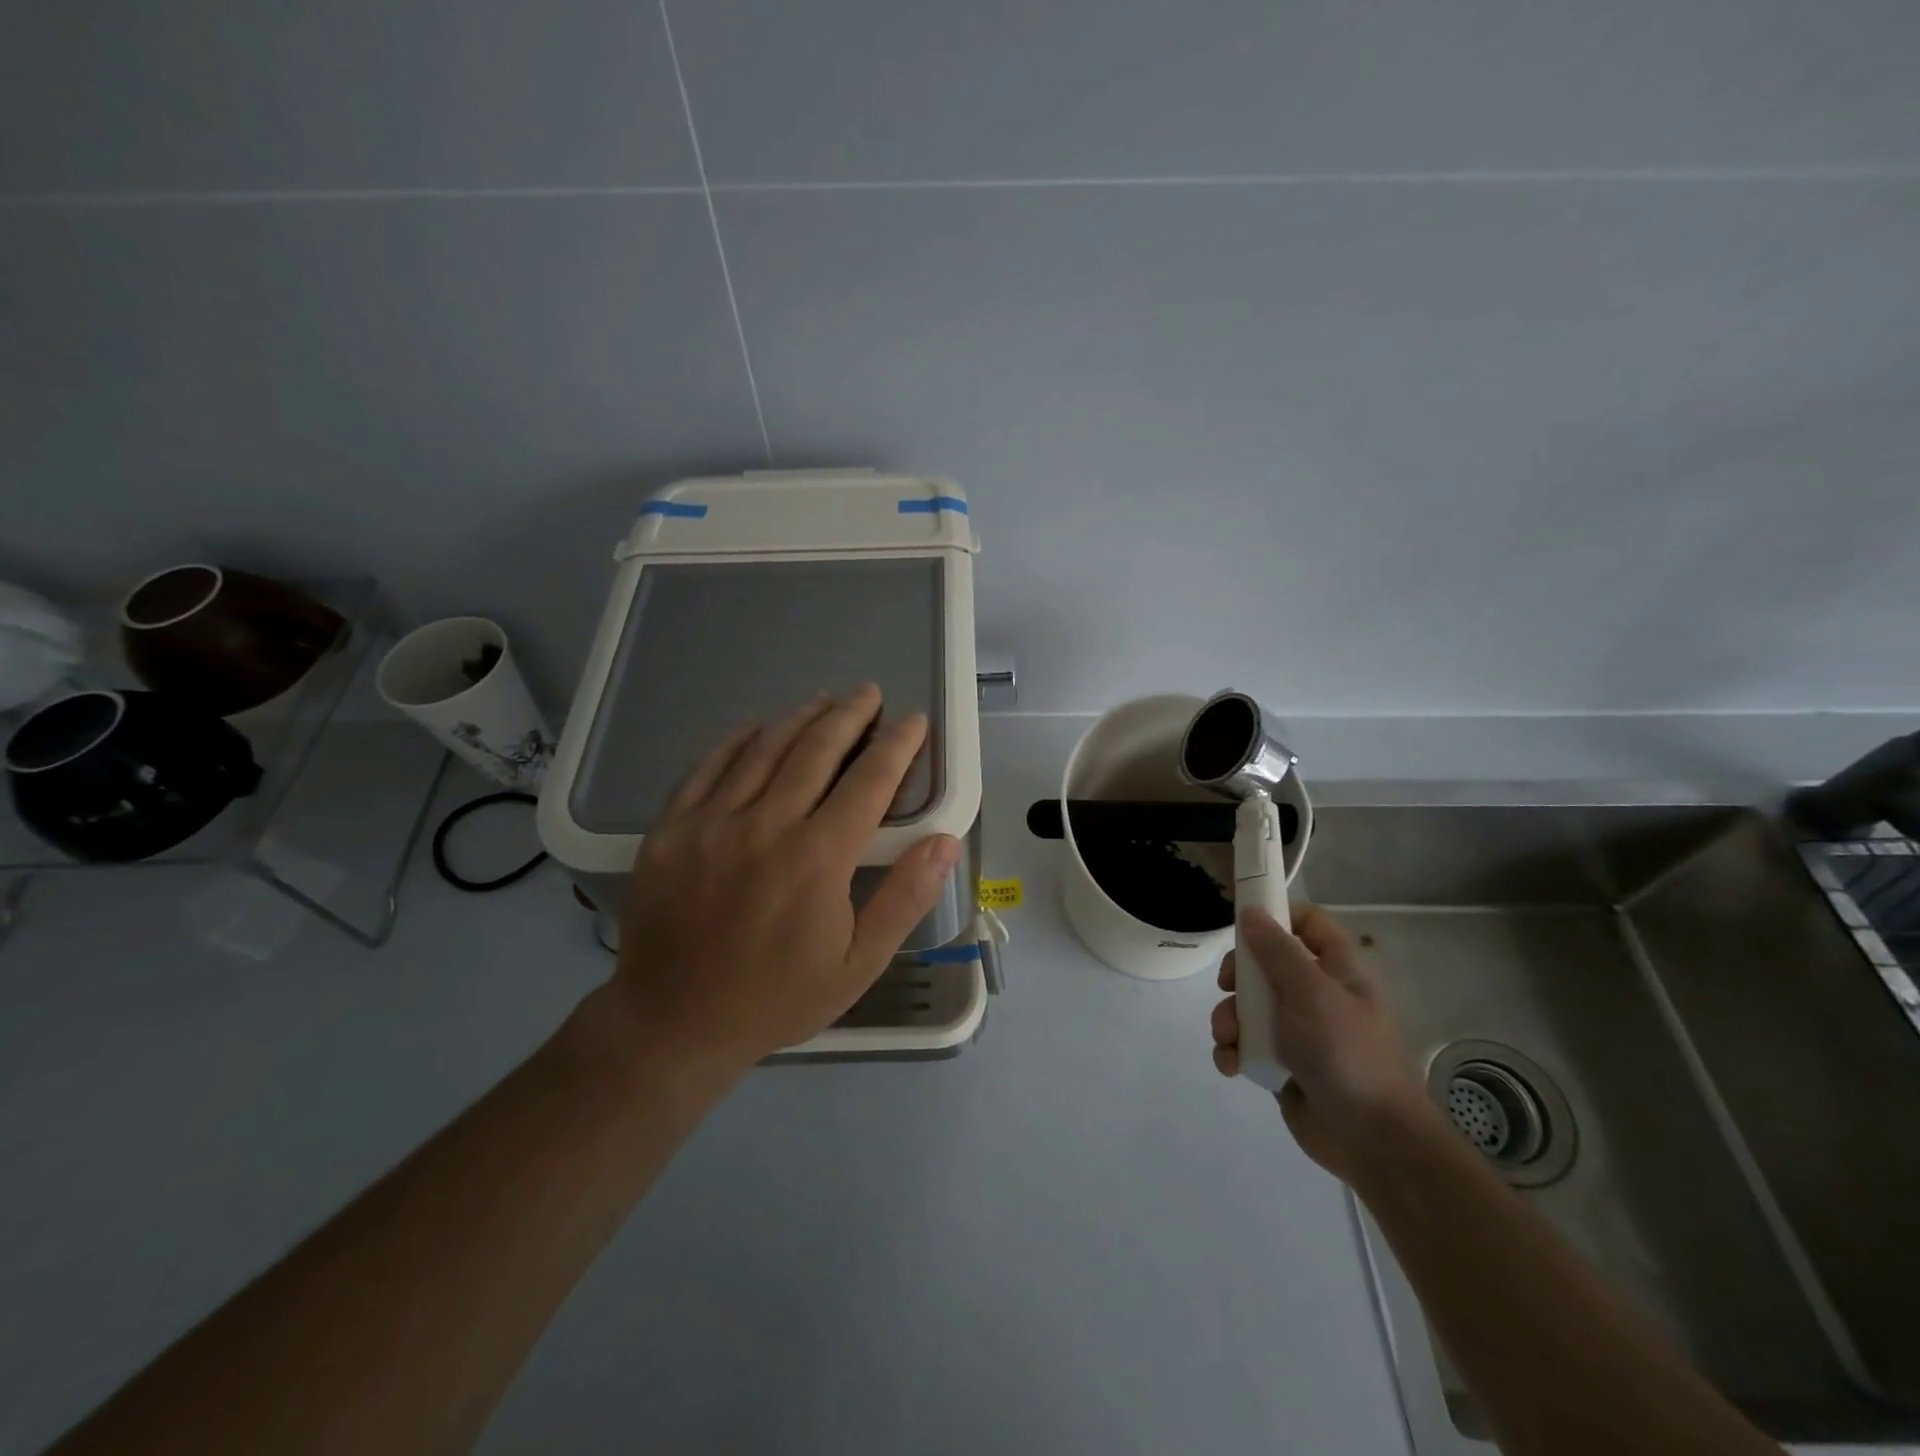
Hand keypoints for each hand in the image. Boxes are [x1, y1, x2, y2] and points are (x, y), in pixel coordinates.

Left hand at [597, 684, 960, 1083]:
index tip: (914, 721)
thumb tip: (945, 841)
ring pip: (764, 749)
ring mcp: (711, 823)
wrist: (674, 1024)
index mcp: (818, 858)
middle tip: (869, 693)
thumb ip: (904, 898)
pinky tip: (756, 726)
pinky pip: (707, 767)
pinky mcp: (671, 829)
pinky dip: (737, 740)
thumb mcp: (858, 965)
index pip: (869, 781)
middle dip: (850, 715)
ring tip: (824, 700)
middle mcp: (766, 826)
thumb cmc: (778, 998)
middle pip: (816, 750)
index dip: (897, 745)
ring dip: (800, 718)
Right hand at [1211, 906, 1437, 1182]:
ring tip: (1229, 1040)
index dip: (1276, 916)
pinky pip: (1246, 1044)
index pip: (1307, 922)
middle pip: (1264, 962)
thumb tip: (1251, 910)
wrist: (1373, 1141)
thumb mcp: (1310, 992)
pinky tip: (1231, 1065)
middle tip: (1228, 987)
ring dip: (1229, 1019)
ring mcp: (1298, 1030)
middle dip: (1238, 977)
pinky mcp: (1281, 1063)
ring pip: (1248, 1005)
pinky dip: (1233, 1051)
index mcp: (1336, 968)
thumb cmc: (1347, 1052)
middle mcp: (1316, 993)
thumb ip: (1276, 950)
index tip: (1242, 924)